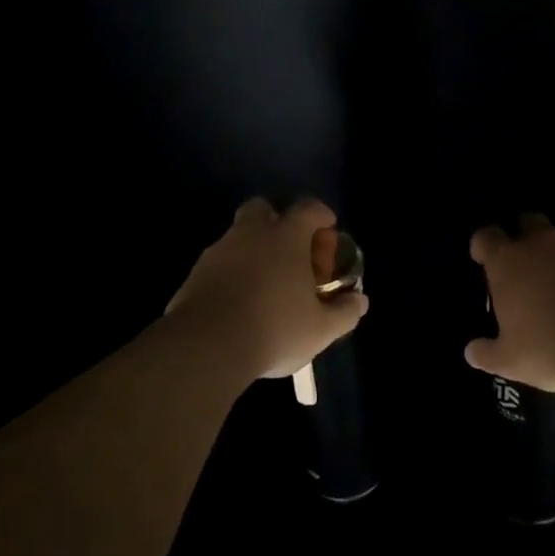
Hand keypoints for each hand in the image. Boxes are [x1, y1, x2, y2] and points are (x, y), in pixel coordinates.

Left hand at [166, 198, 368, 379]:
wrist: (206, 347)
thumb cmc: (275, 329)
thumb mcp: (321, 329)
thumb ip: (344, 312)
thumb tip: (360, 301)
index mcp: (286, 238)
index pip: (308, 208)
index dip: (321, 214)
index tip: (328, 228)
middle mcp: (250, 235)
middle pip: (262, 209)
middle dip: (276, 221)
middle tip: (289, 249)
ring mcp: (218, 252)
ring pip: (237, 237)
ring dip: (252, 250)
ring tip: (265, 283)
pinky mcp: (194, 274)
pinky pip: (218, 264)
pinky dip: (230, 274)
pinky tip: (238, 302)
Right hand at [466, 214, 554, 391]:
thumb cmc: (551, 348)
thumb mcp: (510, 361)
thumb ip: (487, 352)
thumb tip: (472, 352)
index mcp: (508, 262)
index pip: (486, 237)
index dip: (484, 245)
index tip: (485, 258)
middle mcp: (543, 243)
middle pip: (530, 221)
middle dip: (528, 236)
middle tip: (532, 264)